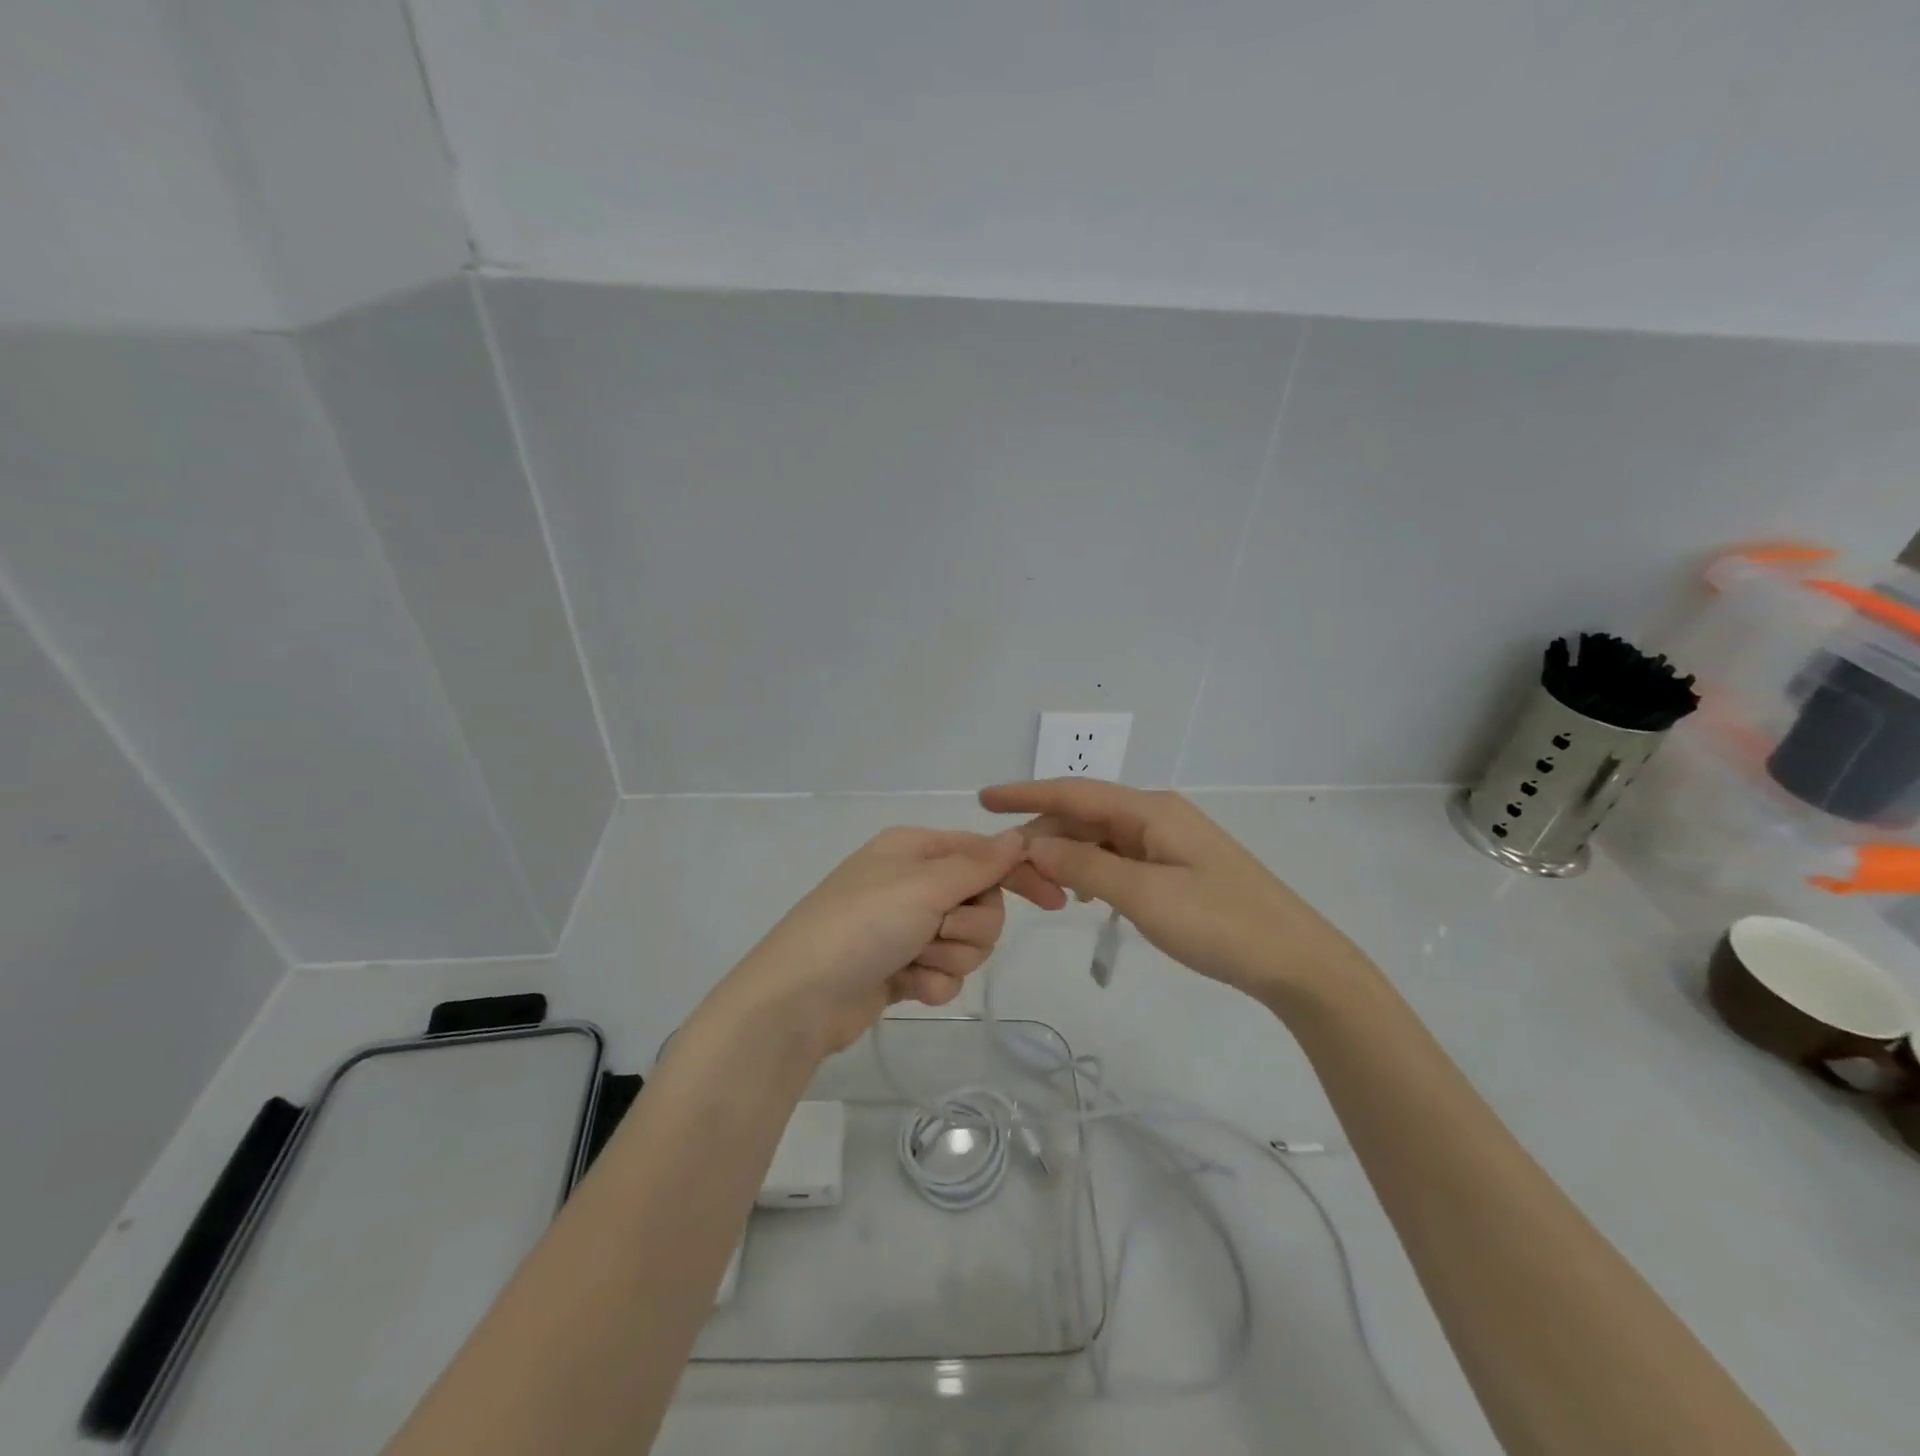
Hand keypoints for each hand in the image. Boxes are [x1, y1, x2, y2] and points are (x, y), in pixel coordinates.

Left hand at [717, 827, 1043, 1056]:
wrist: (799, 1000)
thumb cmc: (861, 925)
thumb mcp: (922, 886)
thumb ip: (977, 864)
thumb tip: (1018, 836)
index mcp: (915, 850)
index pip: (983, 853)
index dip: (1018, 873)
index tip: (1055, 899)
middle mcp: (913, 883)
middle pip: (982, 903)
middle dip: (970, 926)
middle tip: (940, 932)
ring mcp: (906, 928)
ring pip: (968, 943)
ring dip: (949, 957)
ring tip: (915, 961)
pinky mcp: (902, 968)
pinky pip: (945, 974)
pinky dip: (932, 983)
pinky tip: (906, 987)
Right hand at [979, 779, 1366, 1009]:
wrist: (1297, 961)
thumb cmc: (1221, 924)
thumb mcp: (1144, 896)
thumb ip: (1084, 866)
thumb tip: (1033, 844)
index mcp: (1150, 810)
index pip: (1074, 792)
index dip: (1026, 794)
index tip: (983, 799)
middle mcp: (1157, 815)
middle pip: (1084, 815)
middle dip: (1043, 836)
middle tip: (1008, 871)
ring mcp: (1169, 841)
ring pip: (1100, 838)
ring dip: (1066, 856)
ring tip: (1039, 887)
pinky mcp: (1177, 867)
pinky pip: (1119, 858)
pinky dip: (1092, 870)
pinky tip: (1081, 894)